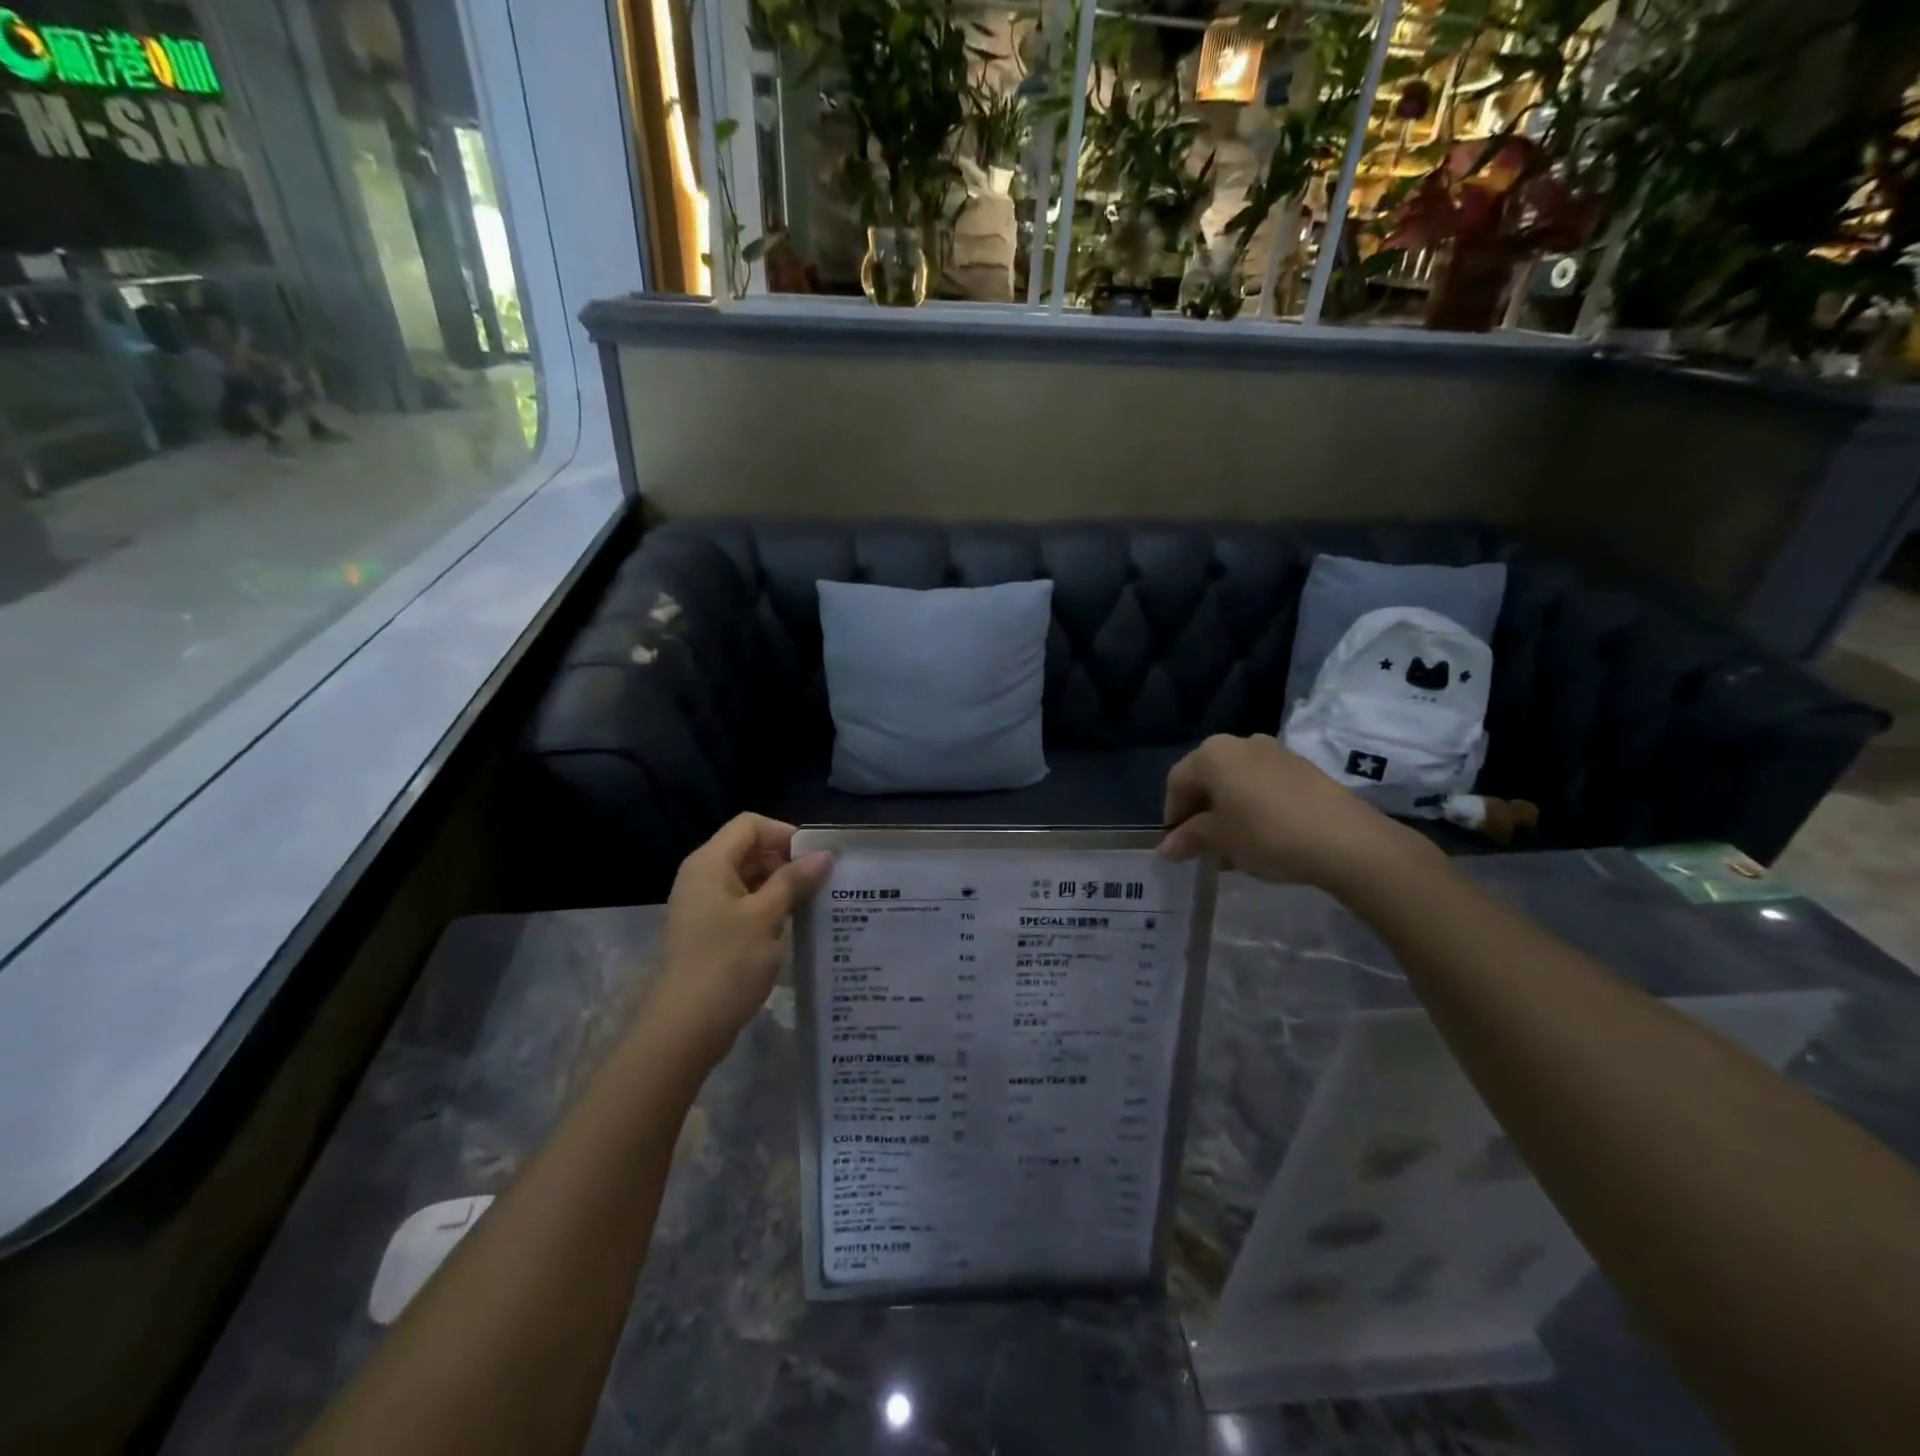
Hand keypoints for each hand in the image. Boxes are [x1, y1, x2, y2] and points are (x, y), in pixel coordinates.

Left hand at [650, 814, 831, 1063]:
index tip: (816, 859)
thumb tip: (824, 855)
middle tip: (823, 882)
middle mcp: (703, 876)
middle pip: (749, 849)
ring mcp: (704, 906)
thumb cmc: (727, 964)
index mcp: (710, 863)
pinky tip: (794, 927)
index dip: (785, 834)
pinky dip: (768, 908)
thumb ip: (794, 881)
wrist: (683, 1029)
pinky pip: (743, 905)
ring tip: (815, 904)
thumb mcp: (767, 917)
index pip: (751, 825)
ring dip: (781, 887)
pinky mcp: (709, 932)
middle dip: (786, 861)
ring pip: (749, 879)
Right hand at [1159, 735, 1437, 894]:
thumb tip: (1167, 847)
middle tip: (1205, 847)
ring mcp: (1276, 753)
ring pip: (1238, 783)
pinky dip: (1255, 808)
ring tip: (1235, 848)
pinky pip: (1265, 786)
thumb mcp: (1220, 841)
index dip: (1173, 814)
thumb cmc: (1267, 834)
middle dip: (1201, 813)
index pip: (1177, 781)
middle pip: (1208, 778)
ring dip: (1229, 812)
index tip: (1178, 846)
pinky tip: (1265, 839)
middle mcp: (1241, 743)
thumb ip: (1190, 838)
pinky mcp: (1304, 769)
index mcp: (1213, 753)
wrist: (1346, 840)